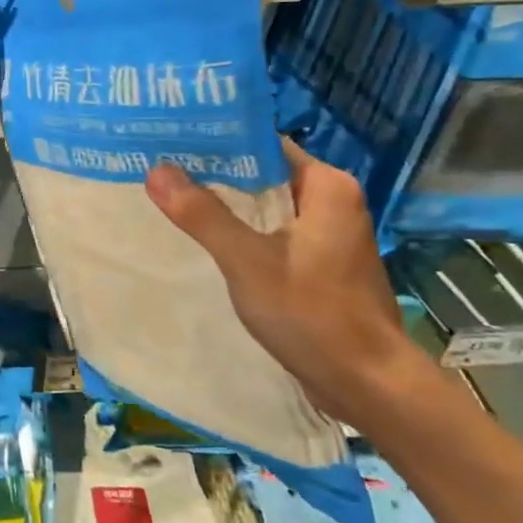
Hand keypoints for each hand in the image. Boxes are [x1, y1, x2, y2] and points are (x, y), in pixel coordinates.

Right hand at [144, 141, 431, 428]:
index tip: (168, 139)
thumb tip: (156, 170)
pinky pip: (270, 231)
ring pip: (264, 204)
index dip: (215, 141)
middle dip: (211, 173)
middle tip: (156, 167)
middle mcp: (330, 201)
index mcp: (326, 186)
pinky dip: (239, 230)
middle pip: (260, 173)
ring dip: (223, 203)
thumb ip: (202, 215)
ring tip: (168, 195)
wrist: (366, 383)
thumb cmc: (312, 313)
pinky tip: (202, 236)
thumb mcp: (248, 261)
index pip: (261, 144)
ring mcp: (326, 233)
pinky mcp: (318, 262)